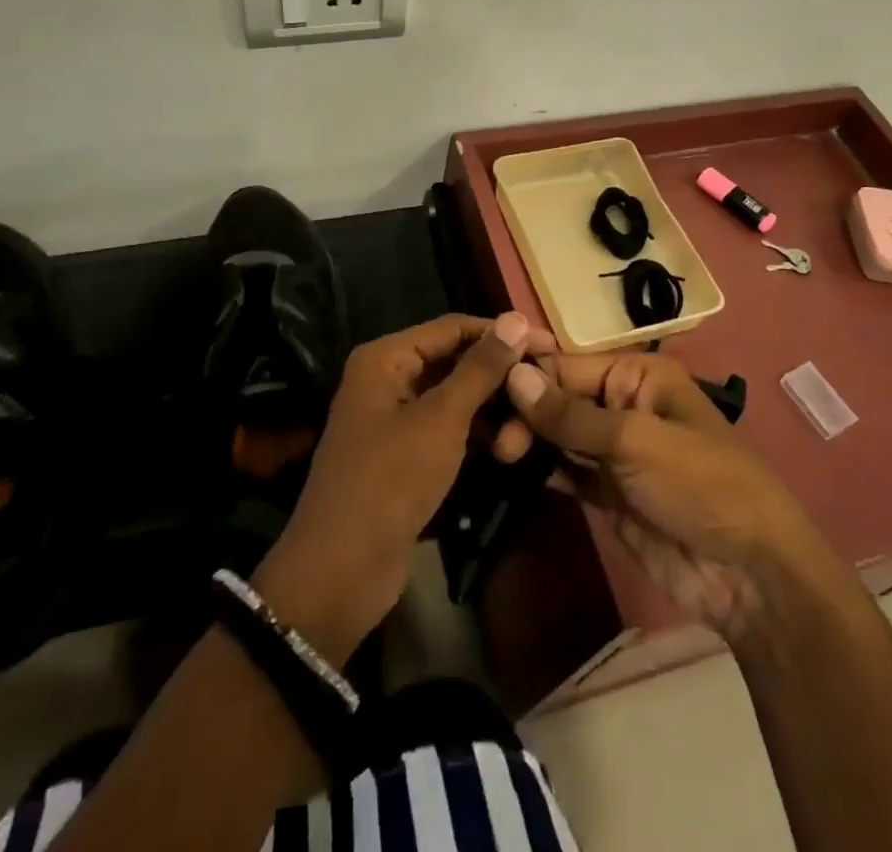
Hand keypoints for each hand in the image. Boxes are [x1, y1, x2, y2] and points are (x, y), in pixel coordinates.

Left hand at [255, 312, 554, 660]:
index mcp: (386, 358)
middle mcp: (388, 378)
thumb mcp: (441, 420)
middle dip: (500, 381)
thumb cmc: (389, 482)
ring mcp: (396, 418)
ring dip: (493, 414)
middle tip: (546, 397)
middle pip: (457, 362)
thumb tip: (516, 318)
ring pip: (457, 399)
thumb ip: (480, 368)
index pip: (454, 327)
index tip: (552, 347)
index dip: (503, 334)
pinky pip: (449, 430)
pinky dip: (478, 437)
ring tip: (526, 441)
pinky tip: (510, 452)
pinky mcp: (406, 455)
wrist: (339, 574)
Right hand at [496, 351, 816, 640]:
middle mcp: (622, 405)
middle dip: (526, 411)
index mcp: (637, 376)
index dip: (528, 375)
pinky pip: (566, 471)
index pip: (569, 365)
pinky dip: (540, 469)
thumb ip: (571, 413)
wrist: (749, 575)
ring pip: (559, 434)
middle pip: (560, 398)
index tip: (484, 386)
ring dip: (528, 439)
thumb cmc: (700, 485)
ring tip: (494, 450)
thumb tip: (514, 376)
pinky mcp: (607, 492)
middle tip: (496, 439)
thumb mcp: (636, 440)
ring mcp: (614, 451)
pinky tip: (510, 469)